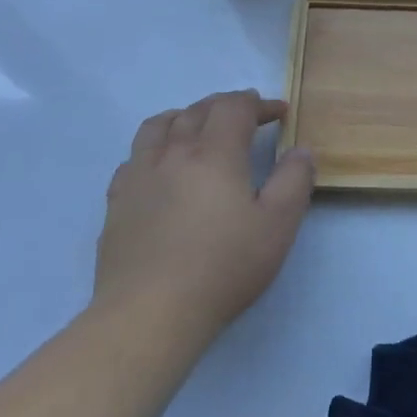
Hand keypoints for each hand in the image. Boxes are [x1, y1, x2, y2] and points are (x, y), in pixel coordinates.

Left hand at [97, 91, 314, 342]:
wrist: (150, 312)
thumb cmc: (224, 267)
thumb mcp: (278, 225)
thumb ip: (294, 180)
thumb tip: (300, 150)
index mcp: (214, 154)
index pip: (235, 108)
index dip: (259, 104)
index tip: (278, 113)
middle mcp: (173, 154)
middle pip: (197, 110)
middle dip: (225, 105)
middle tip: (246, 115)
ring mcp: (139, 176)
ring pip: (158, 126)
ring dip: (185, 116)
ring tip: (198, 126)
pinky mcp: (117, 202)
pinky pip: (134, 157)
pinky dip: (155, 148)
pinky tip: (161, 167)